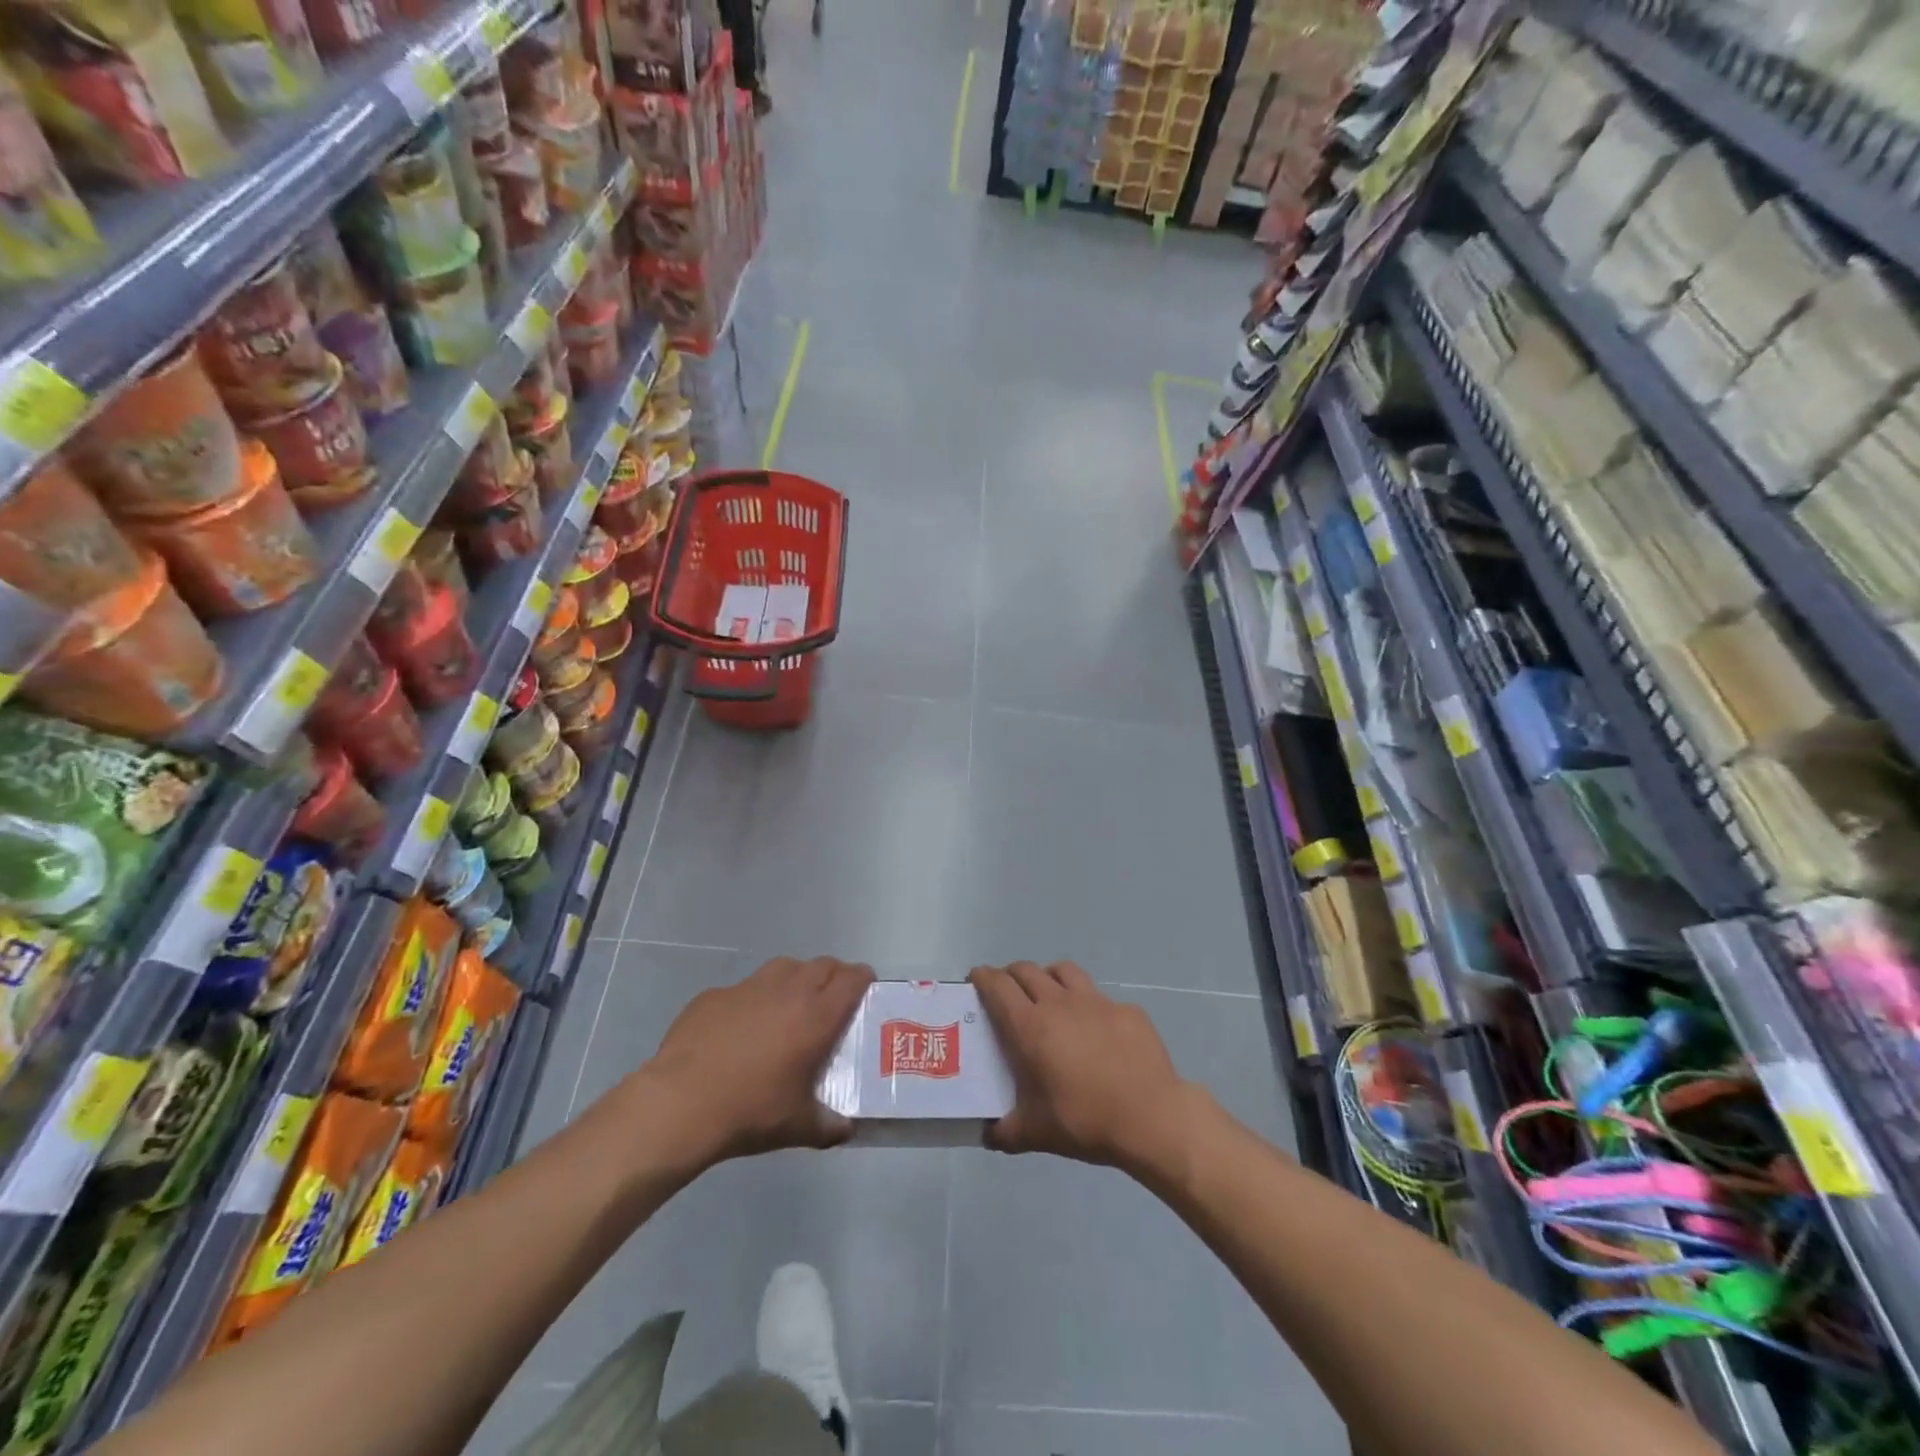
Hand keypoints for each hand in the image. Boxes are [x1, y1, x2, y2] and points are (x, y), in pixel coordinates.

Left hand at [637, 956, 873, 1172]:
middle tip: (832, 1000)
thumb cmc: (750, 1111)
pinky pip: (744, 988)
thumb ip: (829, 1126)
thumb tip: (847, 1130)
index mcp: (816, 1016)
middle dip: (833, 976)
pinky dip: (753, 999)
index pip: (852, 979)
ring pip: (785, 967)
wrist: (681, 1103)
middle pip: (822, 965)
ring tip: (790, 1005)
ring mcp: (749, 987)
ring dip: (796, 978)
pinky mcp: (715, 994)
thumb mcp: (798, 1127)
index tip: (865, 990)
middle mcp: (787, 991)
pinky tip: (741, 1027)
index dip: (863, 980)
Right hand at [969, 962, 1208, 1183]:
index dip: (983, 977)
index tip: (976, 978)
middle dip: (1010, 975)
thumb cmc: (1087, 1121)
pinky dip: (1087, 1004)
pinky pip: (1098, 996)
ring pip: (1063, 971)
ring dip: (1047, 976)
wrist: (1153, 1118)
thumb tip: (988, 1134)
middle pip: (1027, 970)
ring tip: (1047, 995)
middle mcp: (1060, 1003)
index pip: (998, 987)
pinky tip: (1095, 1029)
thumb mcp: (1038, 1134)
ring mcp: (1096, 1002)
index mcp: (1032, 1027)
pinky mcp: (1126, 1010)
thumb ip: (1006, 1131)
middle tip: (1006, 992)